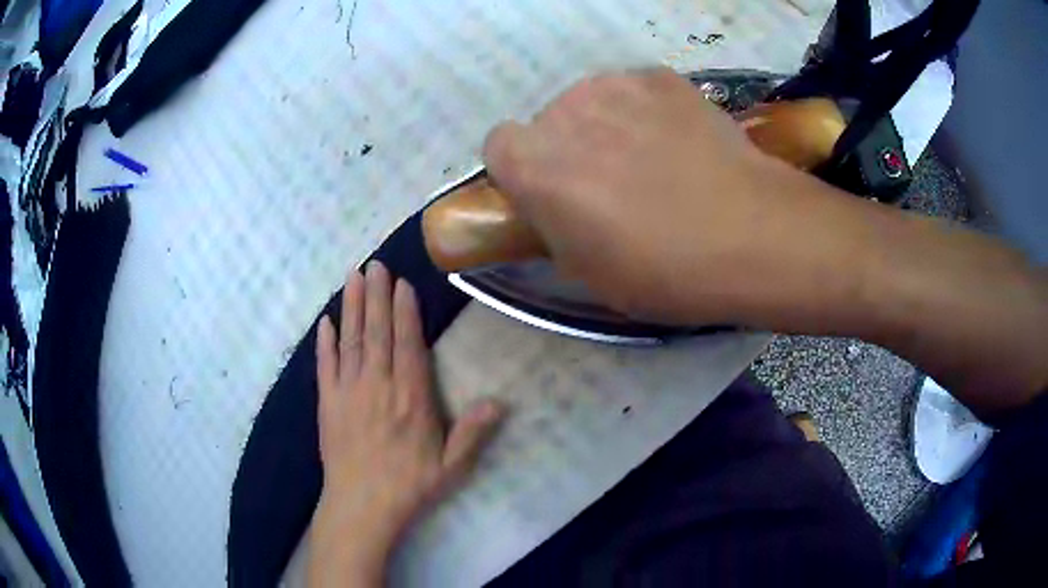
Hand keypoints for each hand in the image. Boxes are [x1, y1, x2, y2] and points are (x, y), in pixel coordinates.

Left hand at [308, 261, 503, 586]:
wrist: (362, 506)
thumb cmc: (409, 485)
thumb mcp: (451, 465)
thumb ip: (472, 432)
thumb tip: (499, 402)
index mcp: (410, 398)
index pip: (408, 344)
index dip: (404, 311)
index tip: (401, 283)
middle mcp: (379, 385)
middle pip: (377, 332)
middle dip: (376, 295)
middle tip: (375, 264)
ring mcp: (349, 392)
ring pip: (351, 340)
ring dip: (351, 307)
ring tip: (352, 277)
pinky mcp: (328, 403)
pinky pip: (325, 365)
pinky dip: (325, 342)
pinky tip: (325, 321)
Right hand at [482, 68, 861, 326]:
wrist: (751, 234)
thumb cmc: (664, 271)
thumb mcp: (588, 272)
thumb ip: (554, 226)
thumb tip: (556, 207)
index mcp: (536, 165)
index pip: (498, 146)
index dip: (521, 171)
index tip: (551, 193)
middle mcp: (564, 112)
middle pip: (548, 122)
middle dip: (568, 148)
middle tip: (612, 184)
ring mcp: (616, 85)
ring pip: (591, 102)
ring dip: (606, 126)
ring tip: (653, 160)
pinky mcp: (660, 77)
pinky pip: (634, 91)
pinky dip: (646, 110)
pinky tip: (679, 141)